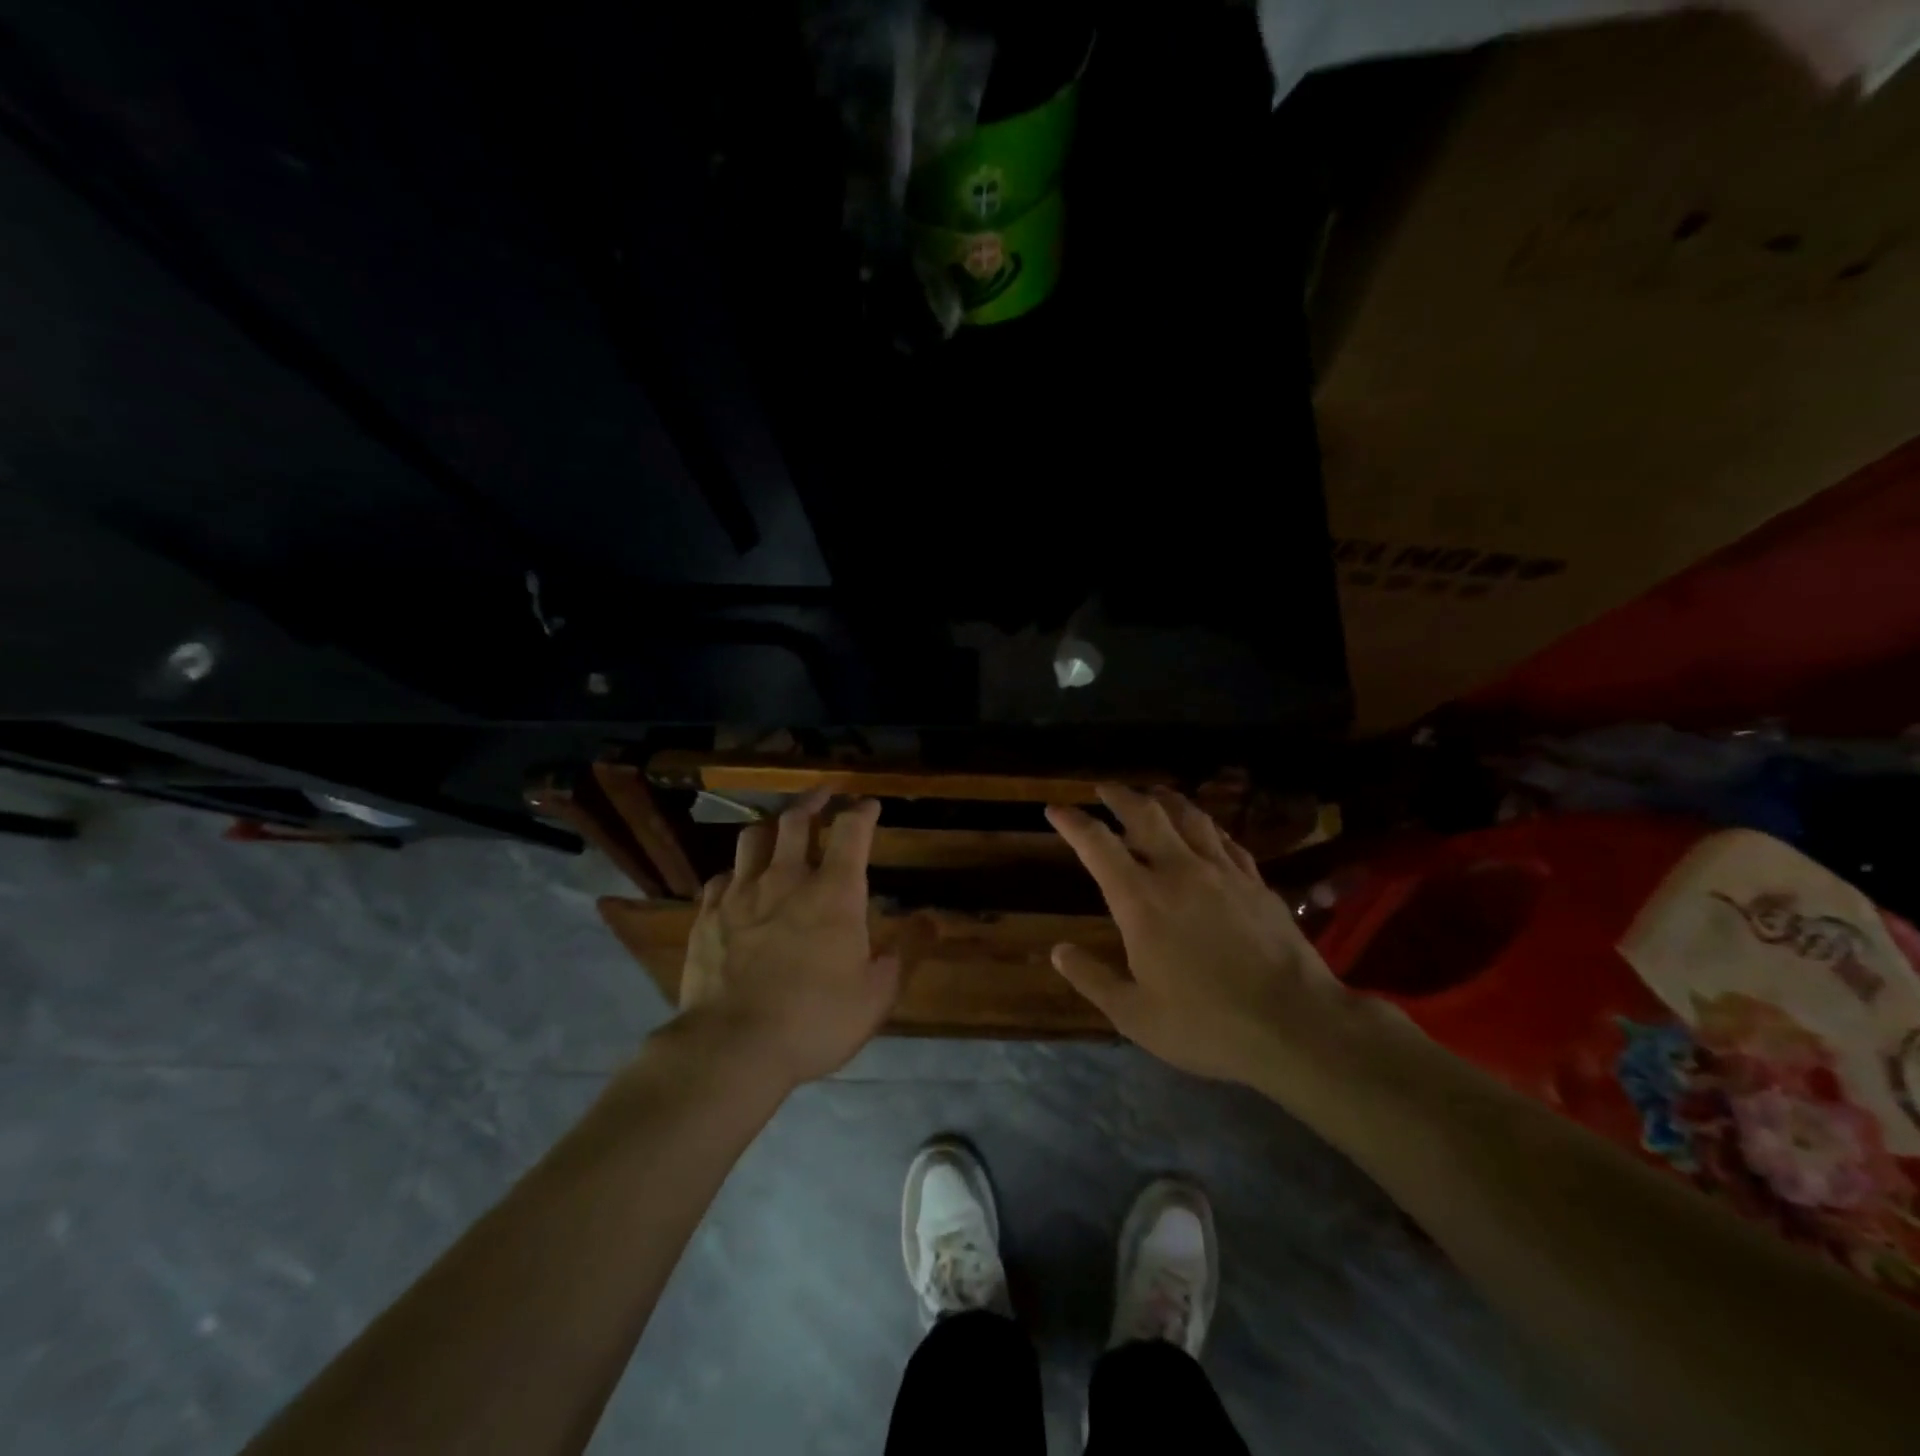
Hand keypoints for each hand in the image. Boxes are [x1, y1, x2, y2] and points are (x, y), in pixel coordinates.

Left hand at [677, 790, 897, 1088]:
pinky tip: (740, 880)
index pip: (851, 830)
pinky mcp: (708, 915)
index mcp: (834, 891)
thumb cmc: (816, 1020)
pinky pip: (722, 876)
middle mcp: (786, 879)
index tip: (869, 805)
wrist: (732, 1047)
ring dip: (772, 826)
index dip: (863, 811)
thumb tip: (933, 919)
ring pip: (754, 837)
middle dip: (814, 801)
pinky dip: (737, 870)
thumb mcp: (877, 994)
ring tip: (780, 828)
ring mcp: (742, 893)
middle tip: (825, 795)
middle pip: (796, 820)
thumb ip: (907, 952)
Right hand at [1045, 784, 1362, 1086]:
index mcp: (1141, 900)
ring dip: (1165, 799)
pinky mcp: (1256, 882)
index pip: (1097, 845)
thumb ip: (1092, 979)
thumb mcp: (1134, 1015)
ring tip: (1153, 794)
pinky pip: (1226, 840)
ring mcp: (1222, 873)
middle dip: (1119, 795)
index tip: (1055, 809)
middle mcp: (1178, 872)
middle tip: (1104, 787)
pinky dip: (1207, 827)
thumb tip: (1058, 950)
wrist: (1295, 1024)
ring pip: (1189, 817)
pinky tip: (1206, 830)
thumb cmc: (1206, 1024)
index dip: (1072, 822)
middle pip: (1145, 814)